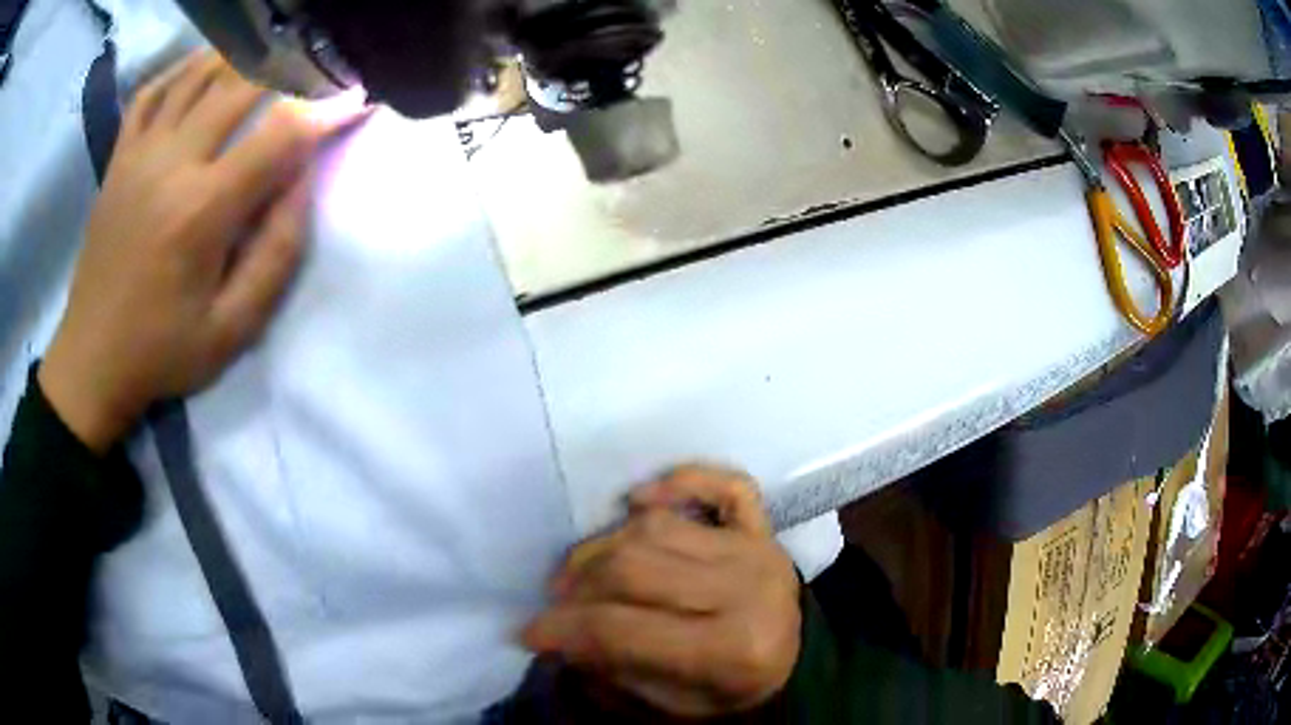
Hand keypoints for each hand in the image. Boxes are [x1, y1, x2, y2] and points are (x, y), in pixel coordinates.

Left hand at [39, 51, 364, 451]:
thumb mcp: (232, 329)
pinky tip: (204, 65)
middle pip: (241, 84)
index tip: (356, 99)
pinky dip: (182, 68)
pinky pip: (152, 91)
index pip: (279, 135)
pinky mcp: (119, 159)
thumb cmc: (162, 352)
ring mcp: (139, 155)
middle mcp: (171, 164)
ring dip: (242, 55)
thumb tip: (304, 182)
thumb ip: (276, 255)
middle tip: (318, 67)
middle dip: (291, 67)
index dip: (326, 110)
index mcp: (202, 211)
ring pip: (198, 74)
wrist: (91, 360)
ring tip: (271, 54)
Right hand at [523, 465, 800, 717]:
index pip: (624, 628)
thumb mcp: (669, 704)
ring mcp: (758, 550)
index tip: (528, 631)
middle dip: (579, 584)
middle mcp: (747, 591)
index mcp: (730, 650)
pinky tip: (640, 499)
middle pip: (635, 568)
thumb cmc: (728, 689)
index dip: (563, 627)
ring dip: (605, 544)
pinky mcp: (763, 526)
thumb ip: (612, 667)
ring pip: (659, 528)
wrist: (794, 661)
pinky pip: (726, 485)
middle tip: (557, 600)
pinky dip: (682, 480)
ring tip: (582, 570)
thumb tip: (555, 631)